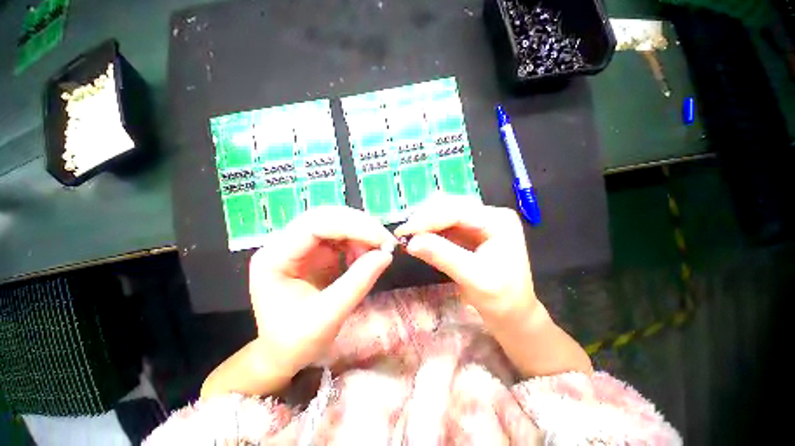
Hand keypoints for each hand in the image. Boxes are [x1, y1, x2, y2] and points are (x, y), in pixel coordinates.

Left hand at [249, 206, 395, 379]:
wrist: (284, 353)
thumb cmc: (296, 341)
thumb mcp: (328, 317)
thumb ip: (357, 283)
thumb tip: (386, 255)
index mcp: (275, 258)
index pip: (314, 225)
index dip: (351, 226)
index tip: (381, 240)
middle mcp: (285, 244)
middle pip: (326, 218)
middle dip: (360, 226)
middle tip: (386, 242)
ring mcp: (302, 246)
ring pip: (336, 223)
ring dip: (362, 233)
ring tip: (378, 252)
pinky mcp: (317, 251)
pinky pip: (342, 236)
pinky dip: (359, 242)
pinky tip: (365, 257)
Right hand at [394, 194, 536, 329]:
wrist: (513, 314)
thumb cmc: (501, 299)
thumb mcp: (473, 278)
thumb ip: (442, 256)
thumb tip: (411, 242)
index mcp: (498, 221)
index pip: (457, 211)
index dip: (428, 219)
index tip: (404, 231)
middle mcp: (489, 215)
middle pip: (450, 206)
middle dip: (425, 217)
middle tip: (403, 232)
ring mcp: (479, 222)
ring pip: (445, 213)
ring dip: (425, 221)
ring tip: (408, 233)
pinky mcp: (470, 232)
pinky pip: (445, 225)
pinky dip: (430, 230)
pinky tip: (419, 236)